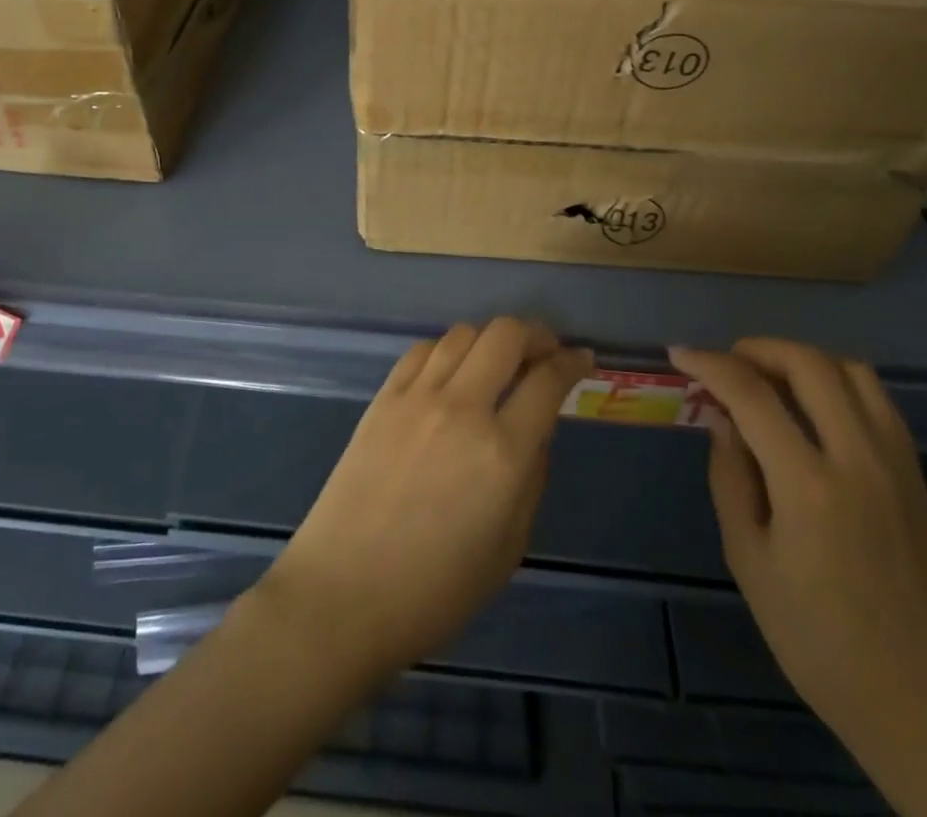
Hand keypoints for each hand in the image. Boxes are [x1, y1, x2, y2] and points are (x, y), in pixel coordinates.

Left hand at [259, 318, 592, 682]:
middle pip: (506, 334)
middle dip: (536, 333)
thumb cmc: (436, 590)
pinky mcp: (383, 397)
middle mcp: (462, 408)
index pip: (547, 380)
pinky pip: (423, 350)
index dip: (572, 362)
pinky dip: (447, 350)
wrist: (345, 593)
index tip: (582, 359)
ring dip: (490, 338)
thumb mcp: (508, 547)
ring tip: (499, 360)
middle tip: (546, 350)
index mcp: (502, 452)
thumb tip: (535, 432)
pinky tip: (452, 370)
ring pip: (463, 333)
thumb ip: (531, 479)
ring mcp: (417, 396)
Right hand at [668, 339, 926, 759]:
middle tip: (724, 364)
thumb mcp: (749, 560)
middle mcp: (859, 459)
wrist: (922, 706)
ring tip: (767, 378)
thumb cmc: (817, 639)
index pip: (751, 394)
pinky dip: (837, 382)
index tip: (678, 354)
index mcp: (809, 485)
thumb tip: (721, 419)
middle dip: (756, 348)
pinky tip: (811, 408)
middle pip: (809, 364)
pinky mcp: (916, 478)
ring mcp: (897, 465)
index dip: (709, 364)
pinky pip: (876, 401)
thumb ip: (731, 476)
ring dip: (802, 360)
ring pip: (852, 371)